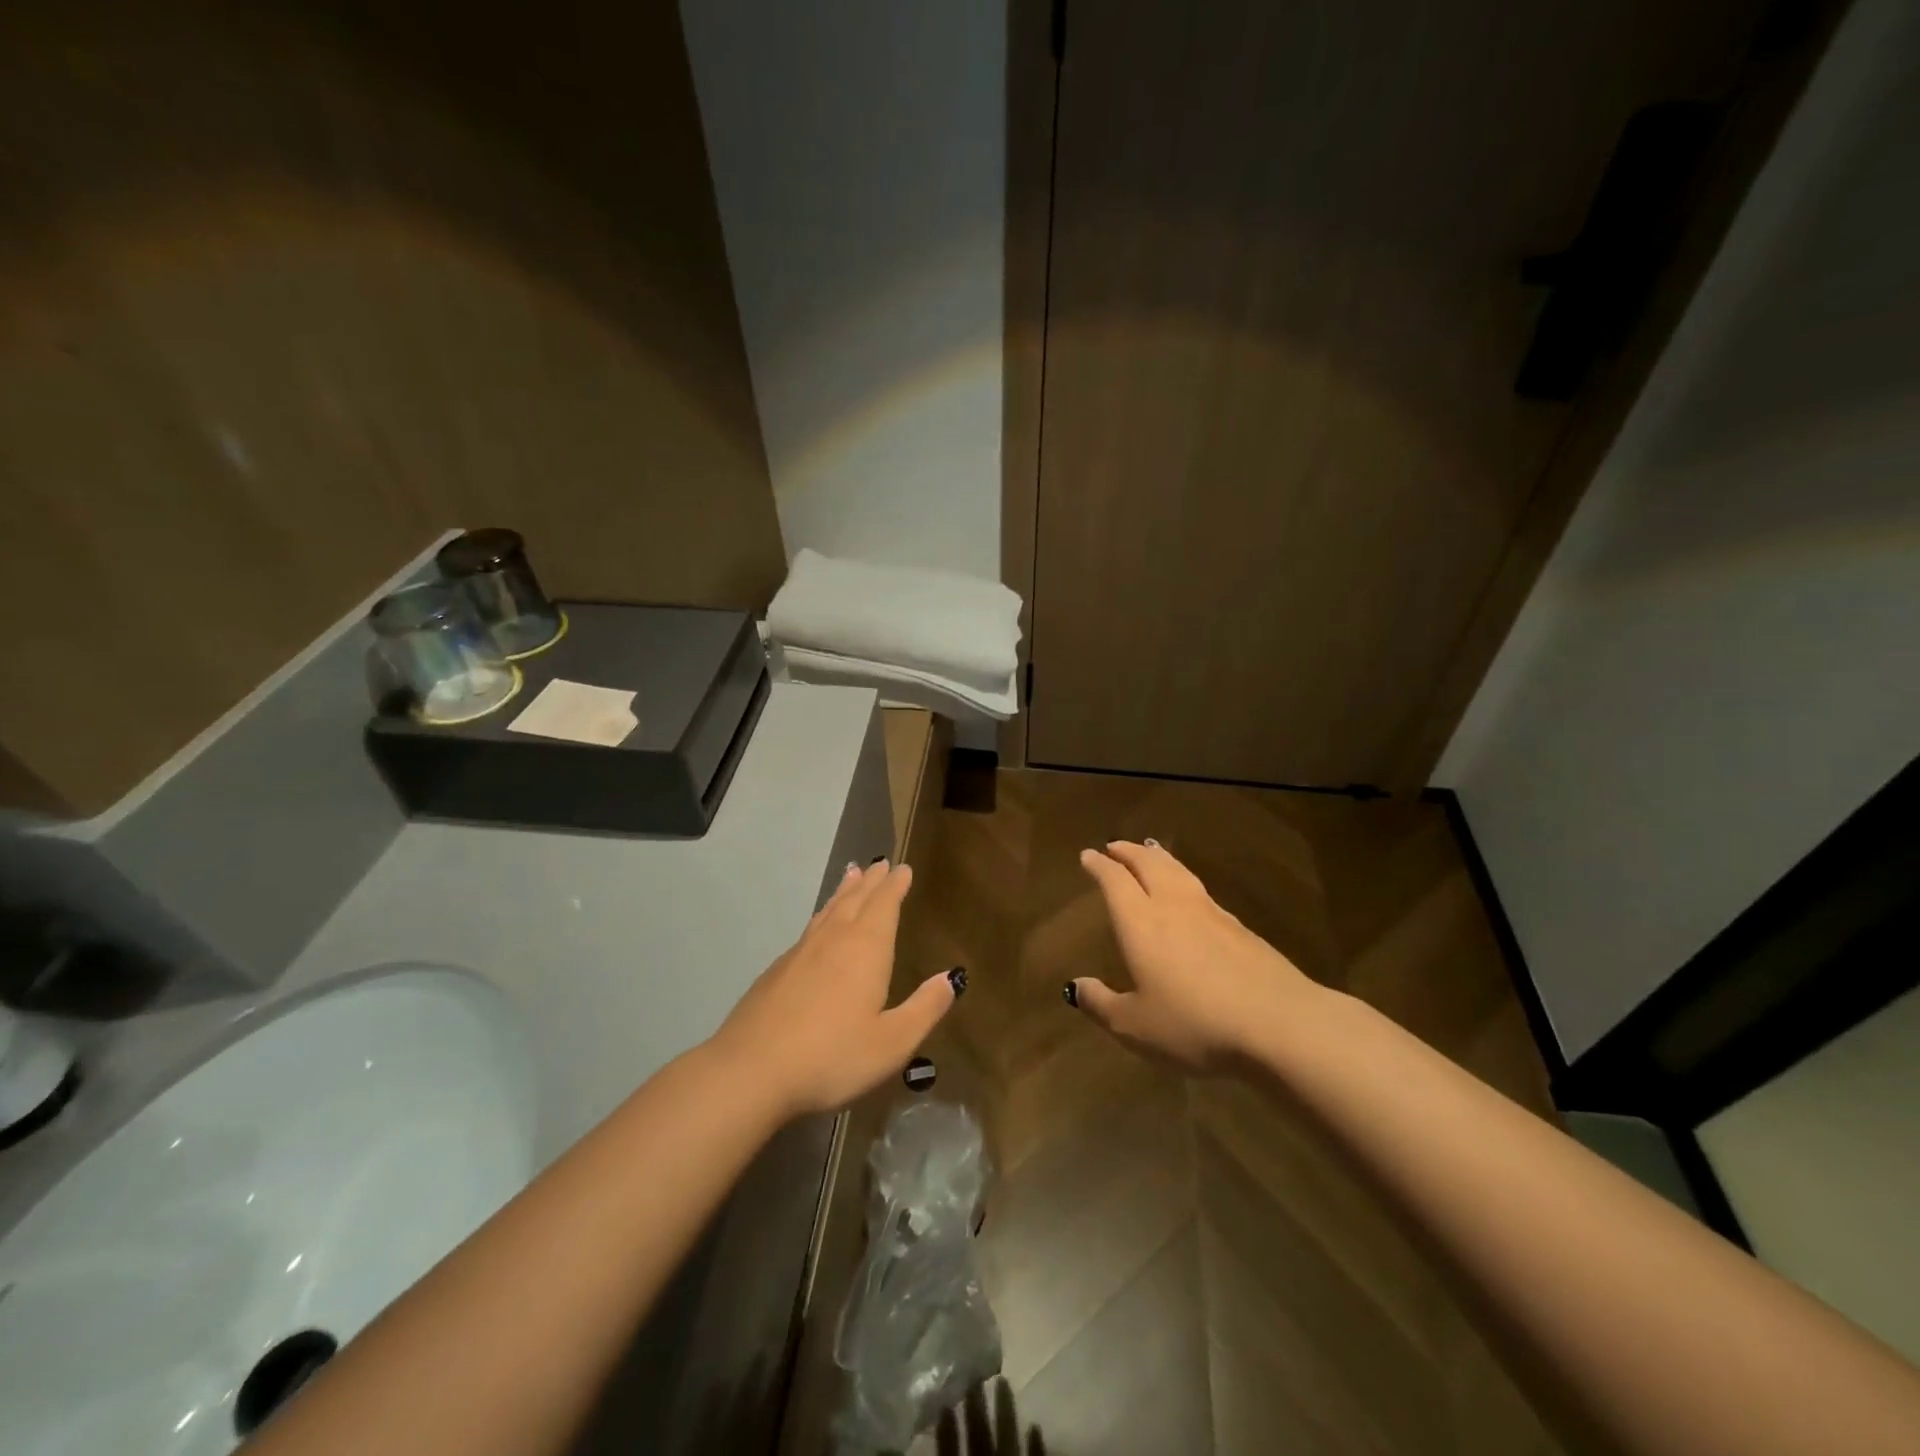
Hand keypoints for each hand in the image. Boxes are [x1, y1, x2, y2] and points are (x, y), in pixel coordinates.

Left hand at [710, 858, 957, 1117]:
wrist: (750, 1071)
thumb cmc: (831, 1057)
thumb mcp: (892, 1042)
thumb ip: (924, 1008)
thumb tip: (951, 978)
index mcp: (866, 949)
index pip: (884, 905)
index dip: (895, 886)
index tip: (902, 868)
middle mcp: (833, 940)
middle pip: (855, 900)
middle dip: (871, 882)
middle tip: (880, 863)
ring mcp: (800, 953)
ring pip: (829, 911)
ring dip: (844, 892)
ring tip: (851, 875)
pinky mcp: (776, 971)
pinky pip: (809, 929)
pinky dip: (822, 915)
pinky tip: (819, 926)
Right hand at [1070, 840, 1318, 1071]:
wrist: (1277, 1022)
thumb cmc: (1194, 1024)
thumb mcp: (1135, 1026)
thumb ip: (1102, 1004)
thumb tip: (1075, 987)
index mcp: (1141, 922)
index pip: (1115, 881)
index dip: (1100, 865)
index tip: (1088, 855)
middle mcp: (1173, 906)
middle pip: (1149, 864)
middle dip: (1129, 852)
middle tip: (1115, 845)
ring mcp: (1211, 913)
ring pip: (1179, 871)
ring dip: (1159, 857)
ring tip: (1150, 850)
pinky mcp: (1240, 927)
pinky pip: (1201, 890)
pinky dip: (1185, 879)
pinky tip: (1190, 892)